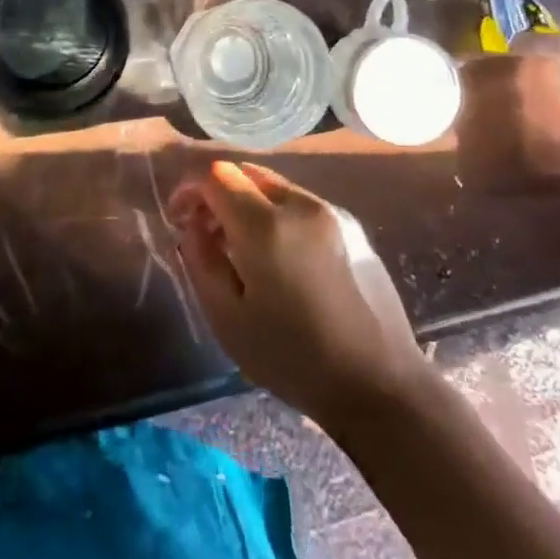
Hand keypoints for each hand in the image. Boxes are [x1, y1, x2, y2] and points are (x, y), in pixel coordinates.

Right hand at [168, 160, 424, 425]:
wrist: (379, 385)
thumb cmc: (293, 359)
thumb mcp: (228, 318)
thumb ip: (200, 260)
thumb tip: (191, 225)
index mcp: (265, 224)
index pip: (216, 175)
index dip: (191, 190)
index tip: (180, 218)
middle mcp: (299, 204)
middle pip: (246, 173)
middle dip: (218, 193)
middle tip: (207, 232)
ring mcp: (330, 211)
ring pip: (274, 185)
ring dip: (248, 202)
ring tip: (241, 247)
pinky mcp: (351, 225)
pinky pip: (300, 203)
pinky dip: (276, 214)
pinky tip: (279, 257)